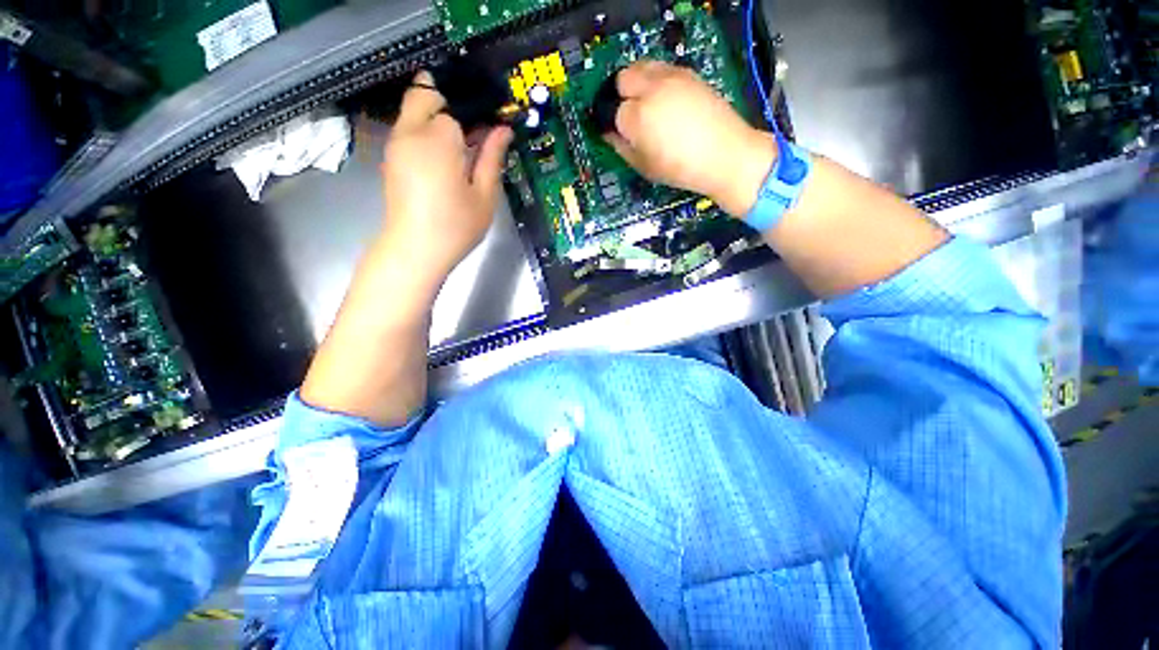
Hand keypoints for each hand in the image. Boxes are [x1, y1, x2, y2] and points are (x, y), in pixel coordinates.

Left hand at [380, 70, 513, 281]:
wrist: (415, 250)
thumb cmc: (456, 227)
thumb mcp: (484, 196)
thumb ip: (493, 158)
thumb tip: (504, 130)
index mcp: (440, 140)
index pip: (458, 109)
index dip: (477, 118)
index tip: (490, 135)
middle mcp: (411, 132)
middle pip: (425, 92)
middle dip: (449, 104)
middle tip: (471, 136)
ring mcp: (396, 143)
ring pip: (414, 109)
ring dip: (436, 118)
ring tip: (459, 151)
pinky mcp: (390, 157)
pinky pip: (407, 128)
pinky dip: (424, 131)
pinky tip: (442, 162)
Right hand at [607, 61, 776, 216]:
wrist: (725, 155)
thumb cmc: (681, 168)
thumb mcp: (644, 167)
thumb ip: (621, 148)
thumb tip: (608, 134)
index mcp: (637, 117)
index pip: (612, 111)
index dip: (612, 124)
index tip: (615, 133)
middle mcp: (651, 89)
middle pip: (622, 79)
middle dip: (620, 95)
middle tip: (627, 115)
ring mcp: (671, 77)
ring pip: (641, 67)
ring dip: (636, 83)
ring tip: (644, 104)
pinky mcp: (688, 74)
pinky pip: (661, 68)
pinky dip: (655, 80)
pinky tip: (663, 100)